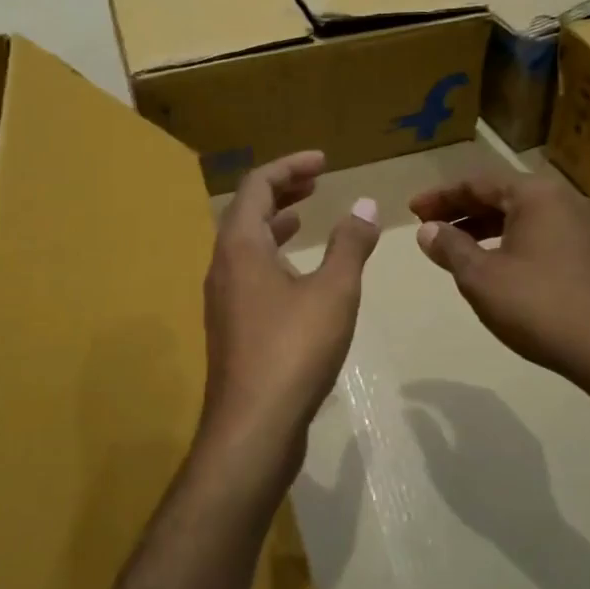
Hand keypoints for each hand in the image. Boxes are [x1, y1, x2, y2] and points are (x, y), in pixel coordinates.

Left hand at [198, 151, 380, 485]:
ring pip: (246, 247)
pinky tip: (299, 277)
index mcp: (240, 247)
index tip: (324, 162)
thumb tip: (366, 204)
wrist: (253, 427)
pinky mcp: (232, 329)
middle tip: (315, 182)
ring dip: (275, 226)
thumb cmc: (293, 350)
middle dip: (282, 192)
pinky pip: (250, 275)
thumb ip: (350, 245)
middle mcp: (223, 267)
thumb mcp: (333, 292)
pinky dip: (274, 258)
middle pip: (247, 212)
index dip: (290, 166)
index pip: (258, 186)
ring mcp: (224, 300)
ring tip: (306, 219)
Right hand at [409, 170, 589, 390]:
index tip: (412, 211)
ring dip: (484, 226)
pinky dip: (509, 239)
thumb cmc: (536, 305)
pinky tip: (493, 262)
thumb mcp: (480, 277)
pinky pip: (539, 232)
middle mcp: (562, 199)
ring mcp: (581, 225)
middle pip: (501, 194)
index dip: (440, 197)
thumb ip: (450, 247)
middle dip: (461, 210)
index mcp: (536, 194)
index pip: (478, 183)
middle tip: (428, 226)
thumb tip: (427, 230)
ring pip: (521, 215)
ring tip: (454, 245)